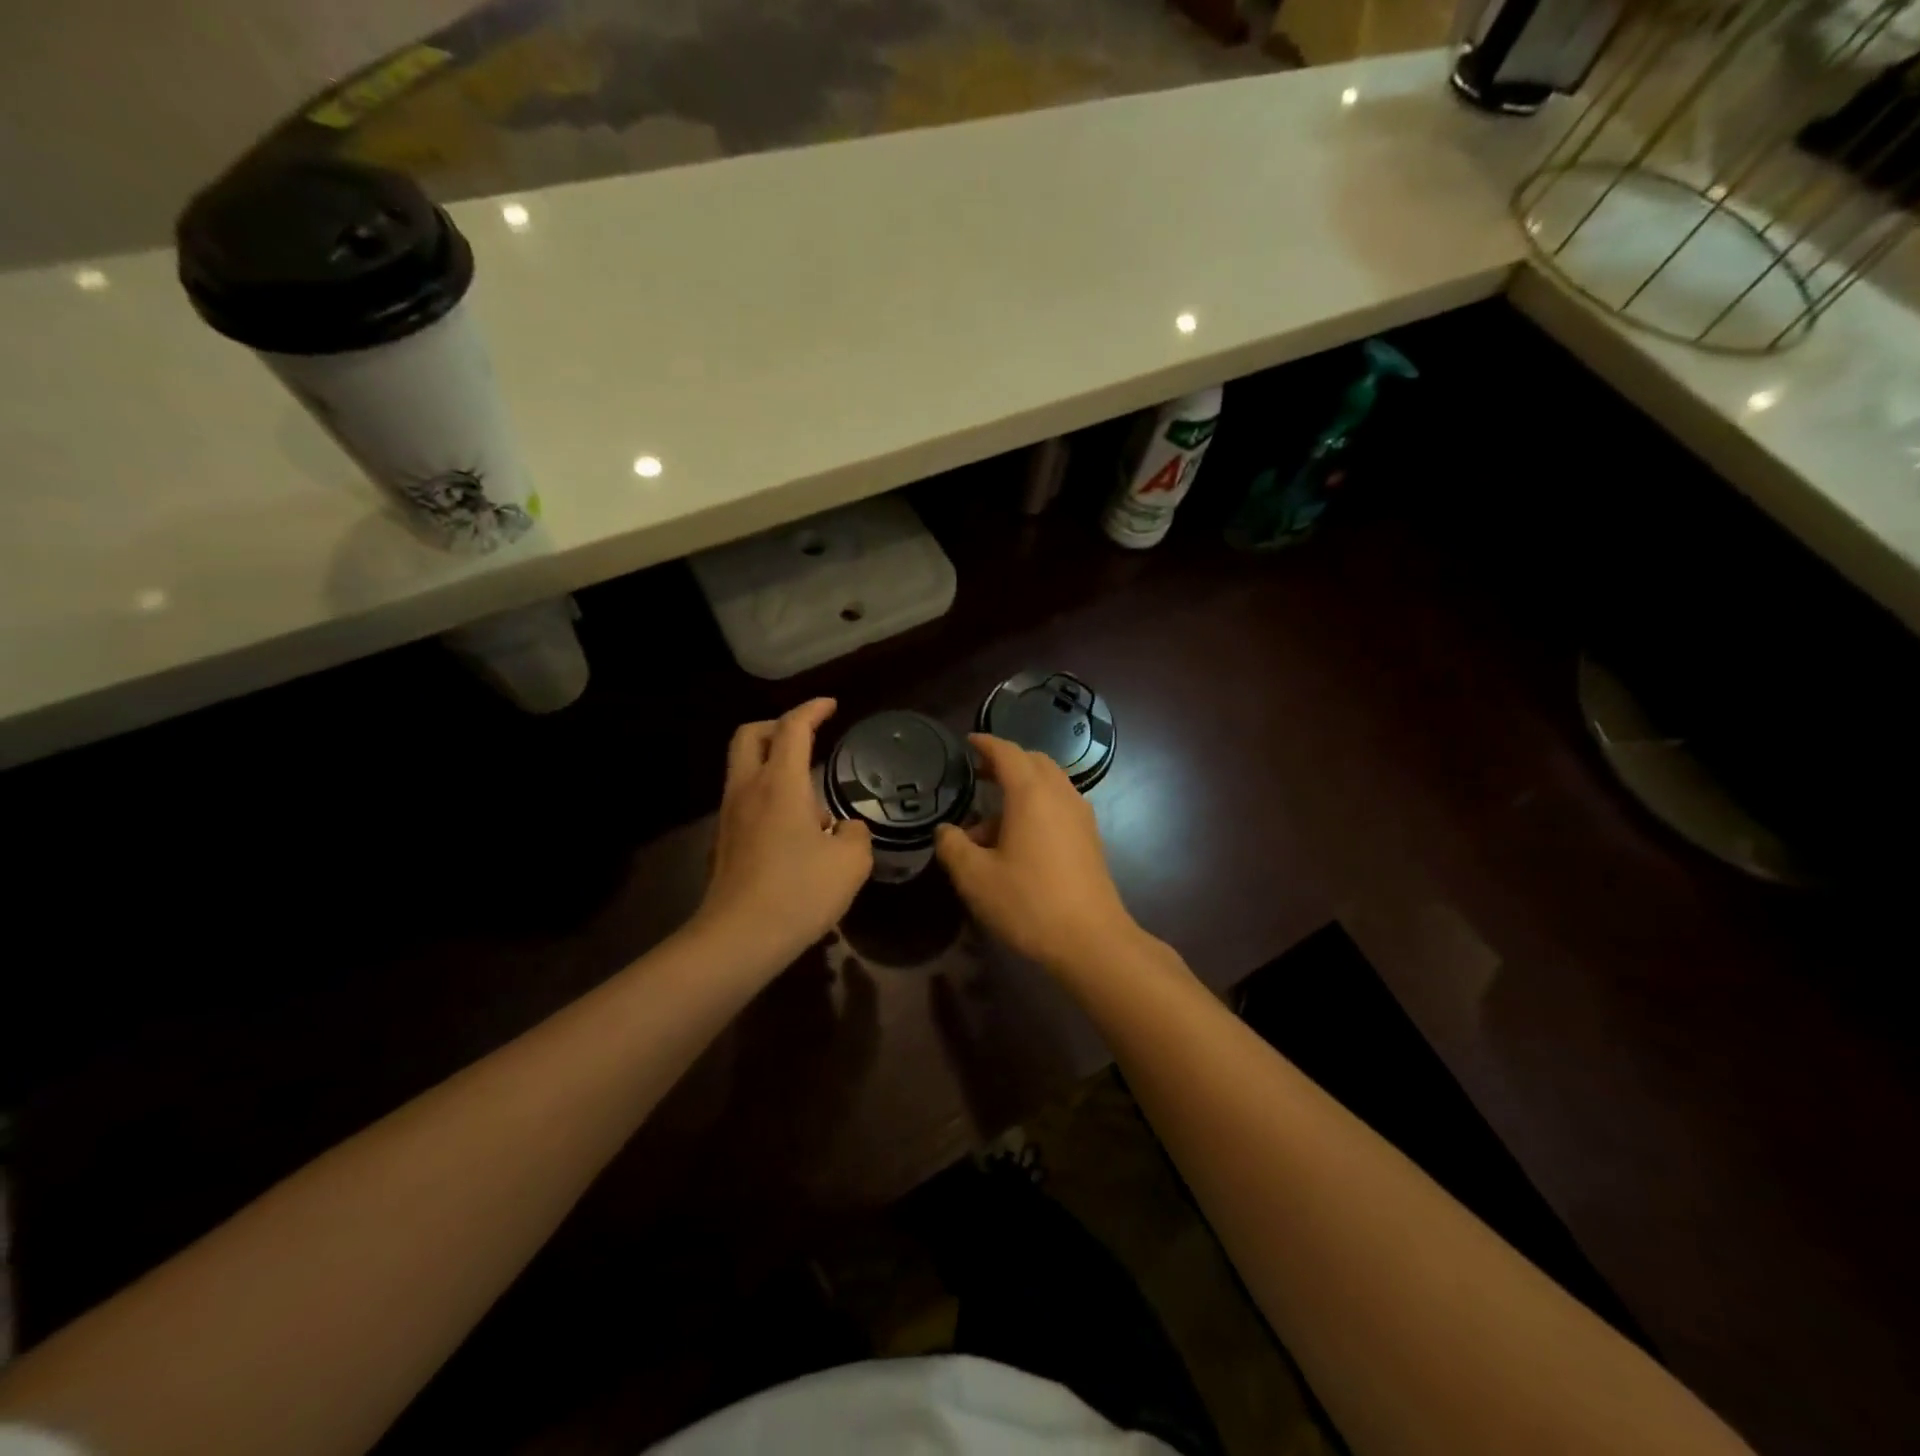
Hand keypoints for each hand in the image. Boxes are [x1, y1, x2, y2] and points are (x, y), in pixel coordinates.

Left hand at [695, 699, 871, 964]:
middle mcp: (747, 790)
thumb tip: (844, 828)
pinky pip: (743, 800)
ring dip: (771, 763)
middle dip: (778, 726)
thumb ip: (854, 834)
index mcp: (780, 783)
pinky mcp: (723, 843)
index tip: (831, 705)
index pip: (793, 727)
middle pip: (750, 736)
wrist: (739, 939)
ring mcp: (729, 816)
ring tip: (808, 794)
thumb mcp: (851, 861)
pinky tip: (792, 829)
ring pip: (743, 768)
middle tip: (806, 736)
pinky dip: (765, 795)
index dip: (813, 709)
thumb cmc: (799, 891)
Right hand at [934, 734, 1142, 974]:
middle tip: (979, 774)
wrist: (1091, 940)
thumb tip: (946, 831)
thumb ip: (953, 847)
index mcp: (1031, 794)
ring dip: (1021, 788)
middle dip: (1006, 762)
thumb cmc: (1028, 903)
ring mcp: (1080, 816)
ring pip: (1049, 784)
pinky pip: (1060, 805)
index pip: (1007, 752)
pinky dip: (1037, 805)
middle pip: (1033, 762)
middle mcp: (1060, 795)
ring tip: (990, 819)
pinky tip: (1019, 838)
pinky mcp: (1090, 838)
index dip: (986, 744)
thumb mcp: (976, 878)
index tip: (968, 742)